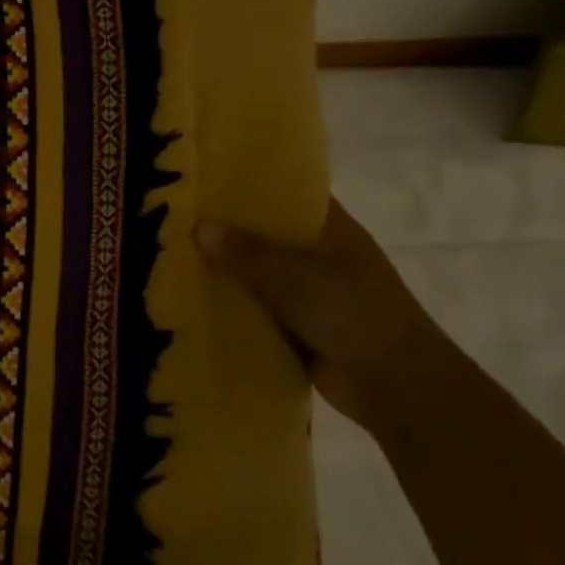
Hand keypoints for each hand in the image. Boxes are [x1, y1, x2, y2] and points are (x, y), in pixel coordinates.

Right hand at [195, 199, 458, 433]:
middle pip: (265, 235)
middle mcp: (319, 257)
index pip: (289, 196)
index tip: (208, 178)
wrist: (394, 386)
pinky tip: (188, 299)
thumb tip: (200, 226)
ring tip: (170, 255)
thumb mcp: (297, 276)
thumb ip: (248, 253)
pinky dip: (228, 306)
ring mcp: (307, 293)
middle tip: (175, 216)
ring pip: (256, 274)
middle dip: (226, 229)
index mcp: (332, 232)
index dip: (252, 186)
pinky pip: (253, 309)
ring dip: (223, 271)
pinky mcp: (294, 327)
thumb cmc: (355, 314)